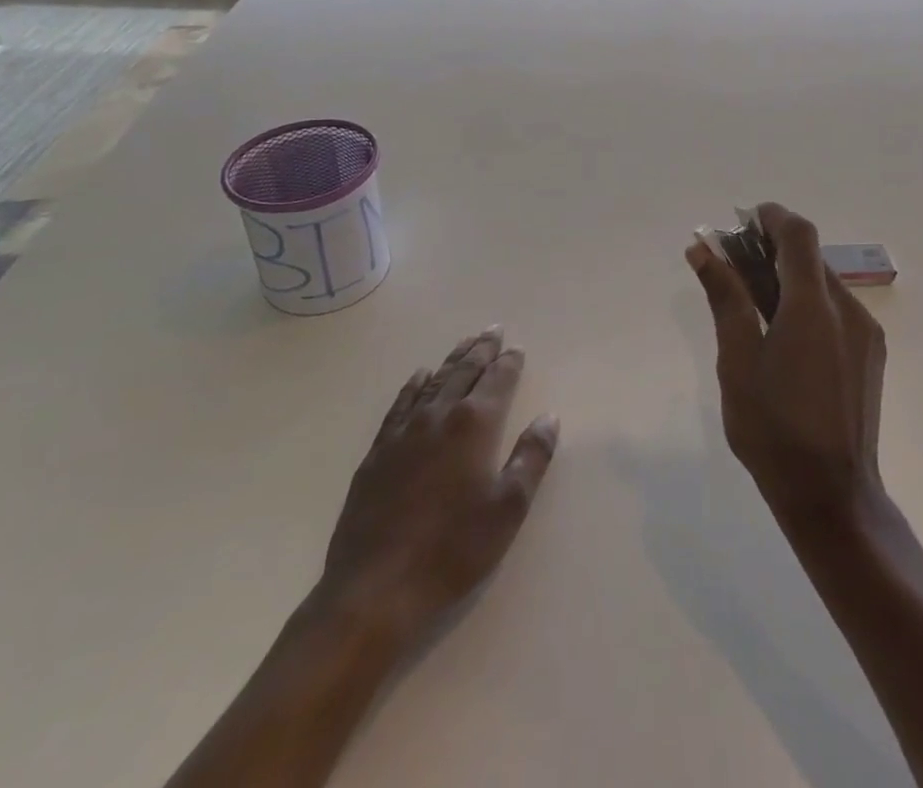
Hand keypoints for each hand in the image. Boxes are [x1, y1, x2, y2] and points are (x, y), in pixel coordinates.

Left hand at [316, 328, 558, 641]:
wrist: (375, 593)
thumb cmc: (452, 552)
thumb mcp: (507, 509)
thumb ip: (531, 458)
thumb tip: (548, 418)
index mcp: (474, 426)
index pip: (497, 381)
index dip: (509, 363)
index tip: (517, 349)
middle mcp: (438, 416)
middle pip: (464, 372)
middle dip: (481, 350)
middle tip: (493, 330)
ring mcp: (403, 432)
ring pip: (433, 382)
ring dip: (452, 360)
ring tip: (465, 343)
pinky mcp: (377, 453)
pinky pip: (400, 404)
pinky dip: (414, 385)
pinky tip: (420, 377)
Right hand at [687, 203, 885, 525]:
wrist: (833, 496)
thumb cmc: (774, 429)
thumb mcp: (737, 361)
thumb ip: (725, 298)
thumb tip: (702, 249)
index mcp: (814, 307)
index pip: (798, 234)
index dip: (771, 217)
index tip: (741, 220)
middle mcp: (848, 310)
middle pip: (811, 257)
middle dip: (773, 249)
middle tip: (735, 264)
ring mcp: (866, 334)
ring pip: (824, 284)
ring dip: (790, 276)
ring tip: (753, 300)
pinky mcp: (871, 356)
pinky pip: (837, 310)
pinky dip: (808, 302)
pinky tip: (784, 333)